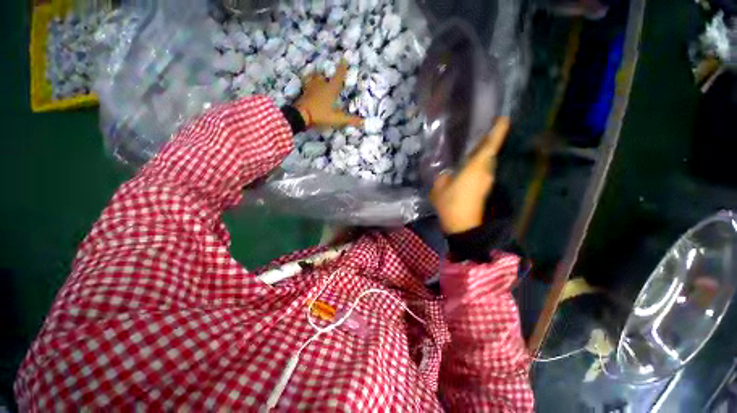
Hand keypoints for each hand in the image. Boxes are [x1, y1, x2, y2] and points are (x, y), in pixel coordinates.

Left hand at [295, 62, 362, 128]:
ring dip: (318, 78)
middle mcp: (321, 85)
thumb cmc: (320, 115)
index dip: (342, 68)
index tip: (344, 58)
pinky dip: (310, 84)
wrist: (300, 116)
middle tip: (330, 76)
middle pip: (325, 77)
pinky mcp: (304, 93)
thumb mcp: (336, 119)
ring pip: (315, 79)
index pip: (338, 76)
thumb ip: (349, 119)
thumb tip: (363, 122)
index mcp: (330, 89)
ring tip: (320, 79)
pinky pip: (308, 85)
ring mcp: (311, 88)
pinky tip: (310, 88)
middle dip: (328, 76)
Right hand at [430, 118, 510, 234]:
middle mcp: (485, 172)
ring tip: (470, 148)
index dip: (498, 131)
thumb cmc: (450, 205)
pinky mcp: (484, 189)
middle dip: (487, 142)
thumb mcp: (439, 188)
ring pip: (486, 162)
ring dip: (481, 154)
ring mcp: (486, 181)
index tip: (503, 118)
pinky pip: (482, 171)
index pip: (490, 146)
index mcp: (475, 168)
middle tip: (477, 133)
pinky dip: (477, 165)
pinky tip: (466, 166)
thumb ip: (442, 177)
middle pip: (489, 153)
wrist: (463, 226)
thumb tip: (446, 174)